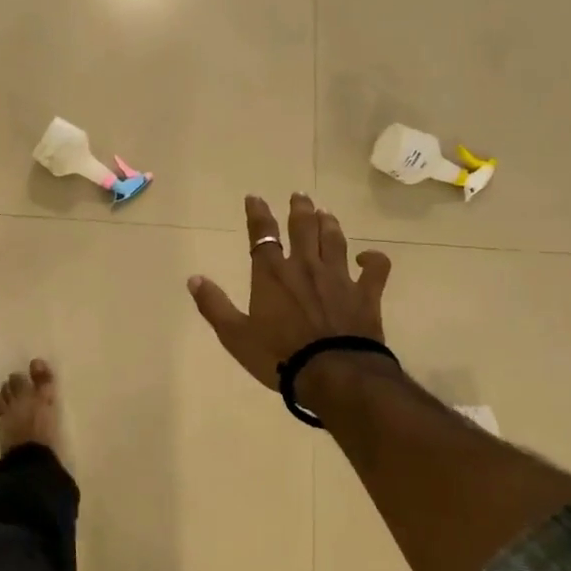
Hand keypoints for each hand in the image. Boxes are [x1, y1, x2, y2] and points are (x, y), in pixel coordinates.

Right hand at [188, 193, 393, 406]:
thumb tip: (194, 278)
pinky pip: (375, 269)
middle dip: (299, 209)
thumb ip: (214, 305)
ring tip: (326, 213)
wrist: (333, 374)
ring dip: (329, 223)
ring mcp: (338, 278)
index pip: (262, 234)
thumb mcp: (235, 335)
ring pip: (335, 240)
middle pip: (303, 228)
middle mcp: (305, 267)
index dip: (258, 214)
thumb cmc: (278, 355)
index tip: (255, 198)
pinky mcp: (366, 294)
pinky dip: (373, 259)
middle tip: (299, 196)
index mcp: (272, 274)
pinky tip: (368, 256)